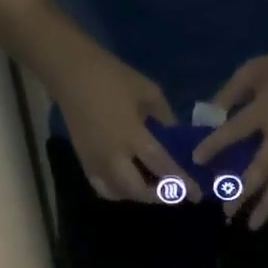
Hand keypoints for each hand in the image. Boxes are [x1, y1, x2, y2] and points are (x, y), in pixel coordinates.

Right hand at [44, 37, 192, 202]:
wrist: (70, 72)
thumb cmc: (111, 76)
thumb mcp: (148, 91)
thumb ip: (165, 118)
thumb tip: (176, 138)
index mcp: (131, 135)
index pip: (161, 166)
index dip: (181, 182)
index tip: (196, 194)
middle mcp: (113, 156)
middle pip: (139, 190)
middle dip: (160, 195)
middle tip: (175, 191)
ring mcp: (96, 162)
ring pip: (121, 194)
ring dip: (141, 195)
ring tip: (154, 186)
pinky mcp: (84, 163)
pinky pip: (104, 189)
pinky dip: (119, 192)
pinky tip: (129, 184)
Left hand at [193, 37, 267, 228]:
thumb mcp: (255, 70)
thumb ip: (230, 93)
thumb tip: (207, 117)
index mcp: (266, 110)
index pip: (236, 131)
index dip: (215, 144)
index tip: (197, 159)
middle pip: (259, 170)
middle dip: (242, 193)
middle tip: (226, 212)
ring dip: (266, 206)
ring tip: (251, 226)